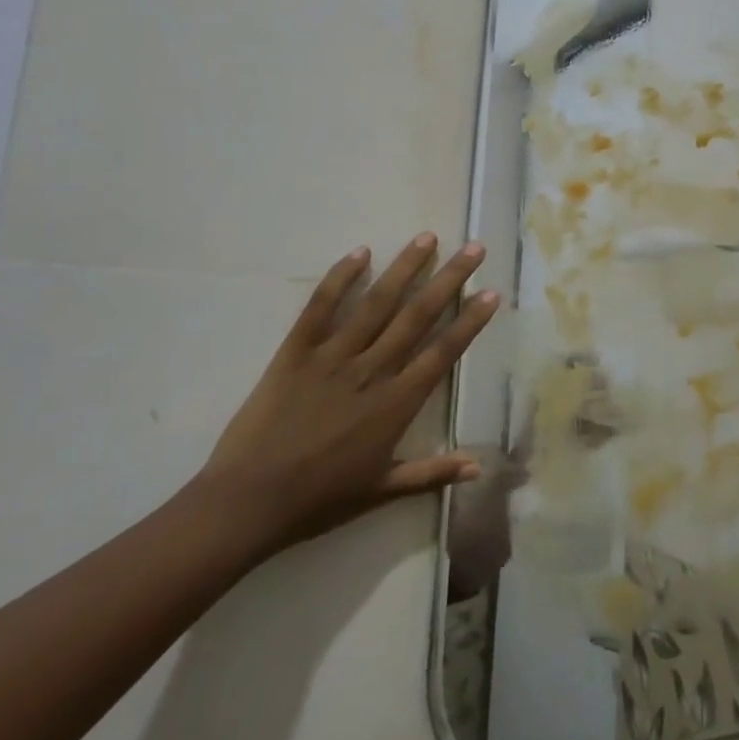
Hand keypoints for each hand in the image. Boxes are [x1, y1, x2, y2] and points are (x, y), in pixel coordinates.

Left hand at [199, 235, 500, 560]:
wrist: (249, 501)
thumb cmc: (319, 499)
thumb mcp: (381, 490)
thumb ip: (432, 472)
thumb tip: (479, 466)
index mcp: (396, 404)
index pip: (442, 352)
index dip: (469, 322)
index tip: (490, 293)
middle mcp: (372, 371)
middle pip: (417, 317)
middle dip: (449, 280)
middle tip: (473, 249)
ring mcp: (333, 357)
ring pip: (376, 304)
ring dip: (404, 269)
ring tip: (426, 238)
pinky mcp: (295, 352)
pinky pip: (319, 308)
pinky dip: (339, 279)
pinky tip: (360, 252)